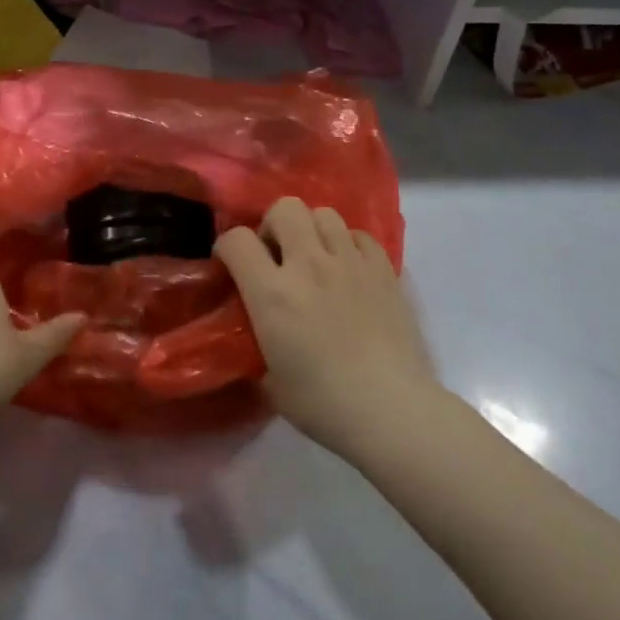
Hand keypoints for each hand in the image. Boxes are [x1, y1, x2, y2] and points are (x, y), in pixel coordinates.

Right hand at [216, 198, 436, 455]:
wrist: (392, 410)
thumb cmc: (323, 404)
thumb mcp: (269, 381)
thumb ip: (257, 345)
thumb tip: (257, 336)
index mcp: (272, 293)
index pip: (237, 240)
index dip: (227, 247)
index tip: (231, 265)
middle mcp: (309, 265)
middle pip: (285, 208)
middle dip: (273, 225)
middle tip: (277, 256)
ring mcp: (350, 263)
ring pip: (324, 213)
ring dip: (312, 230)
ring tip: (315, 258)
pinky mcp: (384, 270)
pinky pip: (360, 235)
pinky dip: (348, 244)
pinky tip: (348, 270)